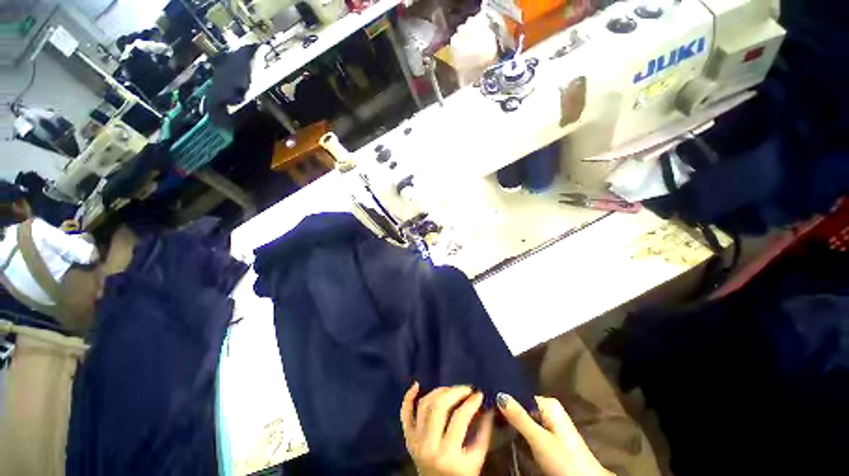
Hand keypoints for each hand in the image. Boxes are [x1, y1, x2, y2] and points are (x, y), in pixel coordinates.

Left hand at [401, 383, 494, 475]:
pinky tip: (416, 385)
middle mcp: (428, 445)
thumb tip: (488, 407)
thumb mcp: (477, 460)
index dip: (471, 402)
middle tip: (467, 389)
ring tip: (452, 390)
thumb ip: (484, 433)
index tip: (479, 394)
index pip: (460, 418)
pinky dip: (408, 398)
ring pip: (424, 405)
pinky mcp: (408, 438)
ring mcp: (415, 440)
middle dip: (455, 392)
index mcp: (448, 453)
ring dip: (439, 392)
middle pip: (439, 406)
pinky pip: (405, 414)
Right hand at [497, 393, 612, 475]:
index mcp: (548, 404)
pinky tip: (508, 430)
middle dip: (507, 409)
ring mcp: (551, 420)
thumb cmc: (564, 460)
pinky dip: (519, 427)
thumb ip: (519, 417)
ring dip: (512, 419)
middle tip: (488, 412)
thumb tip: (499, 394)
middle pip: (522, 404)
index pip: (520, 395)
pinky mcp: (550, 433)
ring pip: (525, 415)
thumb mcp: (539, 440)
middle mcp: (549, 408)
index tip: (486, 401)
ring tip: (493, 420)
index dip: (504, 399)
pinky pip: (530, 424)